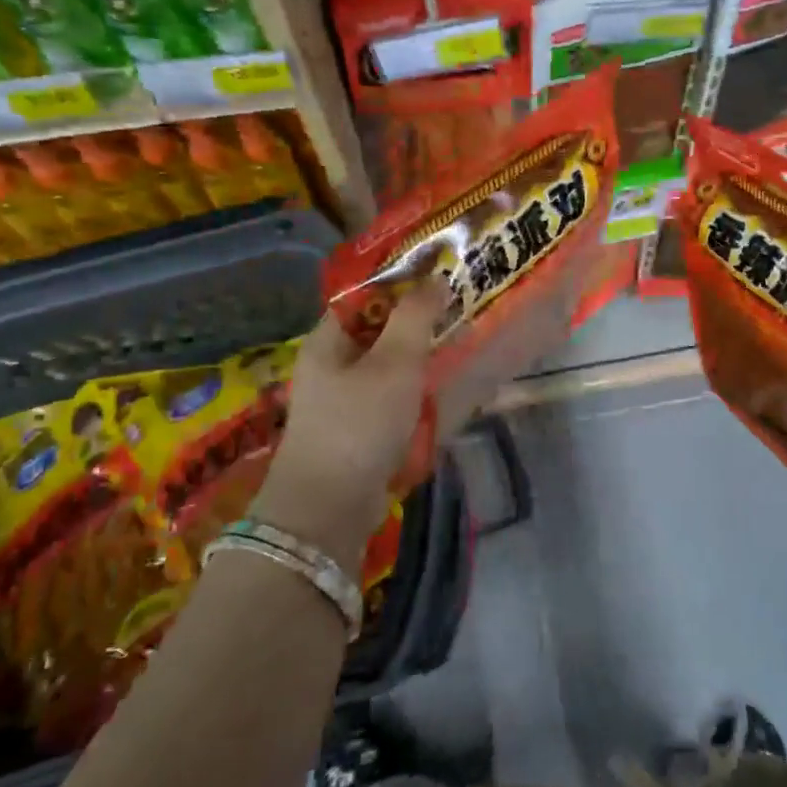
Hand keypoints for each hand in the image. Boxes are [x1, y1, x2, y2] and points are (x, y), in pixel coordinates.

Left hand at [251, 278, 445, 572]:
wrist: (329, 507)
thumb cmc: (360, 424)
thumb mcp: (394, 363)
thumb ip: (415, 317)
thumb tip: (434, 280)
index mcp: (327, 340)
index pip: (365, 296)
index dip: (402, 284)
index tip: (442, 280)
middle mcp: (328, 365)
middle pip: (377, 331)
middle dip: (416, 323)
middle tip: (458, 315)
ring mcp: (340, 401)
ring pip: (386, 366)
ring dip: (418, 359)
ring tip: (456, 350)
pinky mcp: (355, 431)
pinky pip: (389, 398)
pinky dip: (413, 392)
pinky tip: (440, 394)